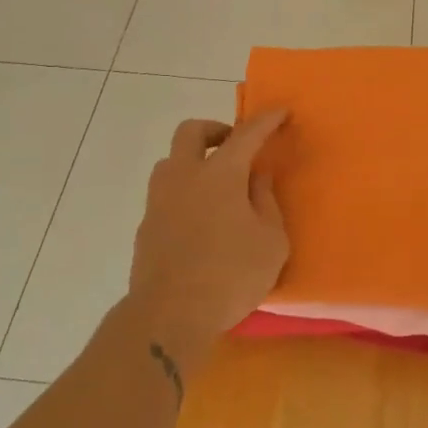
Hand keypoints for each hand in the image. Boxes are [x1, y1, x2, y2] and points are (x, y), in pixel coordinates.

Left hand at [123, 110, 289, 380]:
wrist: (169, 315)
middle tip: (235, 146)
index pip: (246, 134)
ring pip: (172, 161)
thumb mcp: (271, 241)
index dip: (266, 121)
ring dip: (194, 161)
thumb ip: (266, 202)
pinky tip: (200, 219)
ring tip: (217, 186)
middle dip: (215, 130)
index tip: (280, 112)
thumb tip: (257, 177)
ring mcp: (159, 199)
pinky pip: (166, 193)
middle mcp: (184, 176)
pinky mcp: (146, 225)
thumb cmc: (231, 275)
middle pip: (191, 131)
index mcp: (220, 173)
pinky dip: (184, 192)